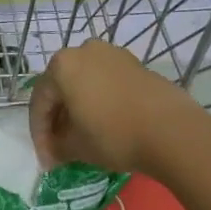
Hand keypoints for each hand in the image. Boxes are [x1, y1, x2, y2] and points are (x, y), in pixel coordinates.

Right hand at [29, 38, 206, 174]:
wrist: (171, 129)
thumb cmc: (114, 135)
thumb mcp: (77, 147)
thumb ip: (57, 146)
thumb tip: (54, 151)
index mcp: (61, 65)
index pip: (40, 101)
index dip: (39, 133)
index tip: (46, 159)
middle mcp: (83, 50)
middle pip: (61, 87)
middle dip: (58, 118)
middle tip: (60, 146)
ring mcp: (111, 54)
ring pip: (84, 81)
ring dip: (79, 107)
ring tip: (83, 135)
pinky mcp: (134, 63)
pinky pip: (106, 81)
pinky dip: (100, 100)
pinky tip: (106, 122)